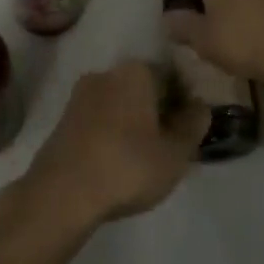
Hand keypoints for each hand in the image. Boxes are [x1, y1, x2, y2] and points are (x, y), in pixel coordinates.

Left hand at [11, 60, 205, 234]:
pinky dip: (110, 133)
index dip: (184, 101)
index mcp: (136, 71)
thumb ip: (193, 126)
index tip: (188, 129)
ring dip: (131, 122)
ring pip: (118, 103)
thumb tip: (200, 106)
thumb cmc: (127, 166)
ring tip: (141, 157)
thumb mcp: (175, 153)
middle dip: (156, 110)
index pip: (170, 75)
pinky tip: (115, 161)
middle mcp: (107, 72)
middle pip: (142, 87)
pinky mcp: (63, 118)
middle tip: (167, 145)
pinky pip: (98, 119)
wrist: (62, 193)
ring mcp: (81, 94)